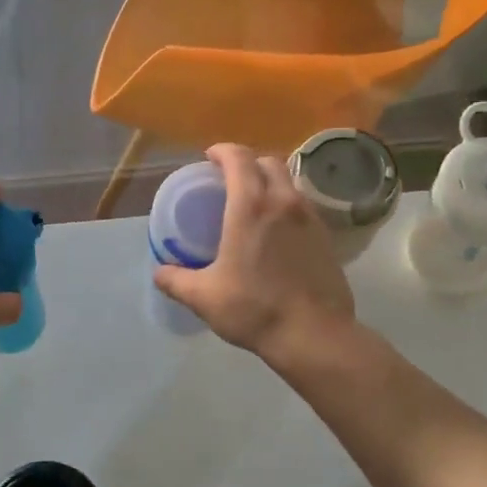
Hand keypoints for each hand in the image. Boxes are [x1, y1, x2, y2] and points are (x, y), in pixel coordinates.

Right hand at [153, 143, 355, 363]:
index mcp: (250, 206)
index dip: (223, 151)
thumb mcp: (204, 297)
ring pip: (290, 183)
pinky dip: (287, 206)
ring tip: (254, 205)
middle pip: (269, 162)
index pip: (239, 158)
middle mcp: (284, 202)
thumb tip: (159, 272)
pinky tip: (277, 232)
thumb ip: (176, 280)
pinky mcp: (327, 237)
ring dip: (270, 183)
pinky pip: (304, 207)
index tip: (210, 158)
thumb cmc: (254, 309)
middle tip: (230, 180)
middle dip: (248, 163)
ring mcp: (310, 218)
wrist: (313, 334)